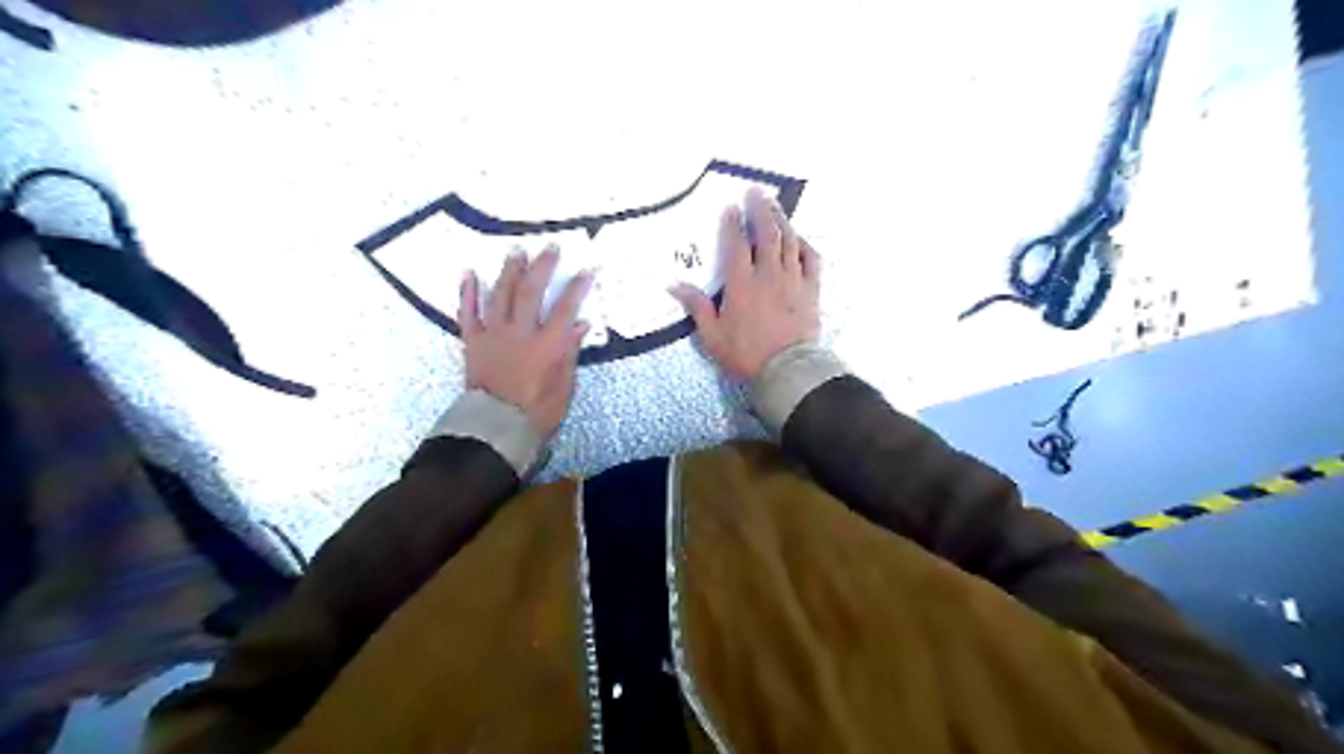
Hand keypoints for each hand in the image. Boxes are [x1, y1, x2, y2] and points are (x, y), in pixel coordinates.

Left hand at [457, 249, 590, 434]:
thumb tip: (580, 325)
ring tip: (516, 251)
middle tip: (549, 247)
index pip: (564, 309)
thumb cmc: (535, 412)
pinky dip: (467, 293)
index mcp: (545, 345)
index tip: (586, 269)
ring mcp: (493, 335)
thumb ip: (569, 354)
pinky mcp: (472, 342)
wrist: (494, 428)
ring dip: (509, 271)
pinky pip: (467, 313)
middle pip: (530, 292)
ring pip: (500, 295)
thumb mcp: (563, 387)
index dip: (576, 288)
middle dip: (542, 267)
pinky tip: (469, 273)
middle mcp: (519, 333)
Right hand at [668, 185, 820, 378]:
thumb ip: (697, 307)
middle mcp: (768, 274)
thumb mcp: (713, 336)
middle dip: (760, 209)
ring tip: (775, 205)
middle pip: (766, 233)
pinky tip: (799, 238)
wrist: (787, 370)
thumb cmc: (746, 354)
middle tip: (755, 191)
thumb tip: (674, 285)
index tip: (731, 208)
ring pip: (789, 240)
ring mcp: (793, 279)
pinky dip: (804, 244)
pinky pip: (811, 259)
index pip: (736, 244)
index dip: (733, 223)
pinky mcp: (811, 289)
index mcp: (741, 284)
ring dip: (782, 219)